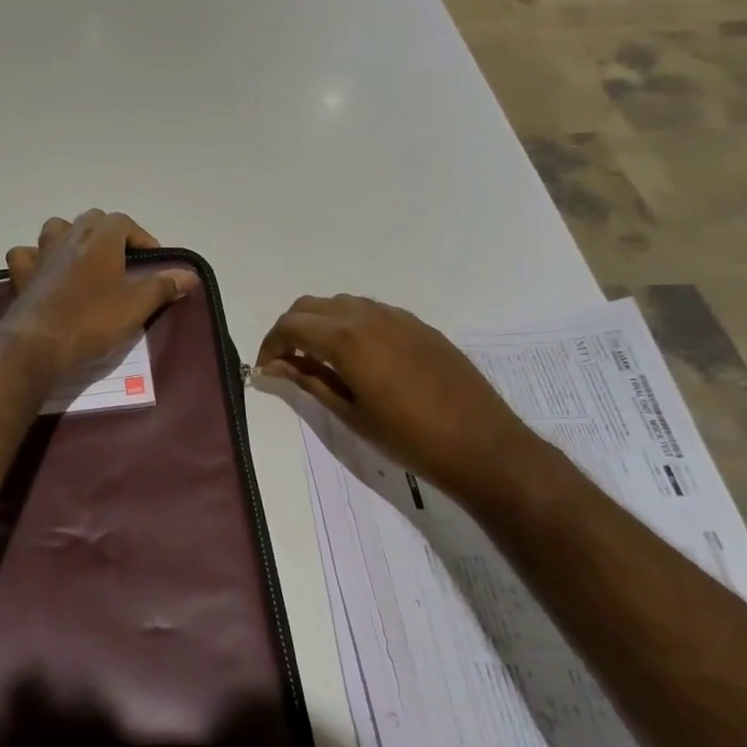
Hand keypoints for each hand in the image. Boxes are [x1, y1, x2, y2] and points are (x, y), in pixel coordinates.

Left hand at [3, 212, 199, 378]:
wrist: (39, 345)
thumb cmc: (93, 320)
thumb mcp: (137, 305)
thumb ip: (163, 286)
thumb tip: (190, 274)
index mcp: (100, 239)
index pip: (124, 222)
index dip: (141, 238)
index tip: (153, 262)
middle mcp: (69, 237)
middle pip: (92, 220)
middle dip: (110, 234)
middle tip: (123, 262)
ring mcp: (41, 254)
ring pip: (57, 229)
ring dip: (72, 237)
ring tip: (85, 261)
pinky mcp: (22, 275)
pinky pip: (26, 255)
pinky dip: (36, 258)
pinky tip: (44, 272)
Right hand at [256, 294, 541, 506]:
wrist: (480, 443)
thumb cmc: (407, 437)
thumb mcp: (349, 413)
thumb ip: (308, 381)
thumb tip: (273, 367)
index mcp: (346, 340)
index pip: (290, 326)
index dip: (270, 345)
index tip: (265, 370)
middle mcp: (368, 316)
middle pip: (310, 306)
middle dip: (290, 329)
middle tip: (287, 363)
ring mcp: (396, 317)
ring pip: (341, 304)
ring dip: (319, 323)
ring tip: (319, 359)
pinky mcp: (418, 325)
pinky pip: (369, 311)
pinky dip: (348, 324)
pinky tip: (356, 357)